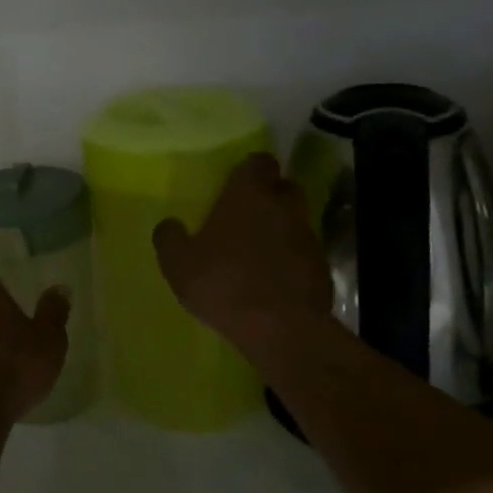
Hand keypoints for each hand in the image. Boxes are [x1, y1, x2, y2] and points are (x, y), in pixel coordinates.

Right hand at [153, 152, 334, 351]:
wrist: (283, 330)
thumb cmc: (224, 283)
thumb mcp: (178, 264)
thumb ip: (169, 238)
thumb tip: (168, 224)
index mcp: (249, 194)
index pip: (259, 162)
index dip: (249, 171)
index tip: (235, 184)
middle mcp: (284, 207)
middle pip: (284, 187)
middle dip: (270, 196)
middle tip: (246, 215)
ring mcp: (309, 237)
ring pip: (296, 221)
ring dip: (280, 231)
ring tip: (257, 253)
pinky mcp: (323, 269)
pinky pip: (304, 254)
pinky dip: (291, 261)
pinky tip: (273, 282)